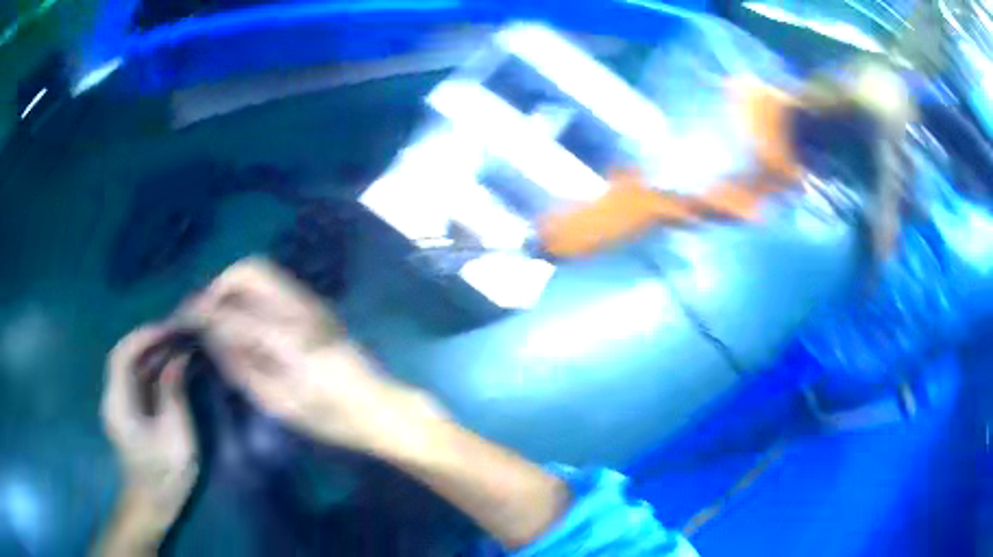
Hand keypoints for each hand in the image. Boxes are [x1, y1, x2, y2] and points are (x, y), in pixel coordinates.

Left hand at [101, 325, 198, 535]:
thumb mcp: (175, 438)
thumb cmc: (165, 476)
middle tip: (178, 333)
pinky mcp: (127, 410)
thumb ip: (173, 395)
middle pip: (125, 357)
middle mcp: (113, 398)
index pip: (122, 356)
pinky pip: (137, 380)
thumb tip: (178, 358)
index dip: (143, 337)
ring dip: (153, 353)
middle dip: (151, 341)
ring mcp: (118, 403)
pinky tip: (171, 366)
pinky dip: (153, 368)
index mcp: (119, 405)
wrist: (153, 504)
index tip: (169, 328)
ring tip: (179, 344)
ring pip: (131, 366)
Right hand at [185, 258, 444, 456]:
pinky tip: (245, 319)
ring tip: (221, 317)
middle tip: (205, 315)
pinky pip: (274, 284)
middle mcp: (299, 306)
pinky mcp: (316, 305)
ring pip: (261, 272)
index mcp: (286, 336)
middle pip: (248, 271)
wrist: (378, 407)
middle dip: (219, 287)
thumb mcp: (278, 402)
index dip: (200, 310)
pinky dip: (250, 292)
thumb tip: (210, 336)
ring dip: (234, 286)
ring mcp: (311, 301)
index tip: (181, 319)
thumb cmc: (330, 417)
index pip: (230, 309)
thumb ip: (240, 365)